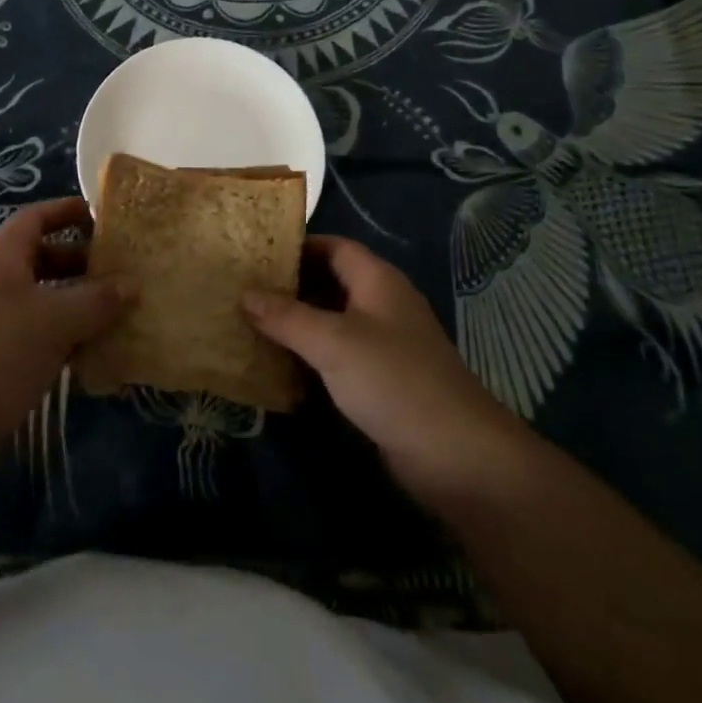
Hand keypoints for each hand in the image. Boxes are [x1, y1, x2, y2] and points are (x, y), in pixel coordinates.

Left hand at [0, 197, 135, 445]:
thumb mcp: (55, 321)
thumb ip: (97, 300)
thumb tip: (133, 284)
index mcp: (3, 258)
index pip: (36, 218)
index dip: (67, 211)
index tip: (103, 217)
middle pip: (42, 258)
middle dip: (81, 262)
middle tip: (121, 271)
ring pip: (43, 300)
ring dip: (77, 304)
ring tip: (118, 312)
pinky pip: (37, 335)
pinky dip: (64, 338)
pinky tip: (93, 355)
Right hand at [244, 235, 522, 505]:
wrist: (457, 456)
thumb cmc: (393, 380)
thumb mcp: (333, 342)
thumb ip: (287, 317)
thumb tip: (244, 293)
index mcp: (377, 280)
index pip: (333, 246)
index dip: (297, 246)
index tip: (255, 254)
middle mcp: (382, 304)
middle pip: (331, 282)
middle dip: (291, 286)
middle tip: (244, 290)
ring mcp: (385, 344)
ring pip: (333, 320)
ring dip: (298, 323)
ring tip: (251, 324)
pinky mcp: (383, 380)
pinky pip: (340, 355)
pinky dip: (312, 355)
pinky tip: (280, 366)